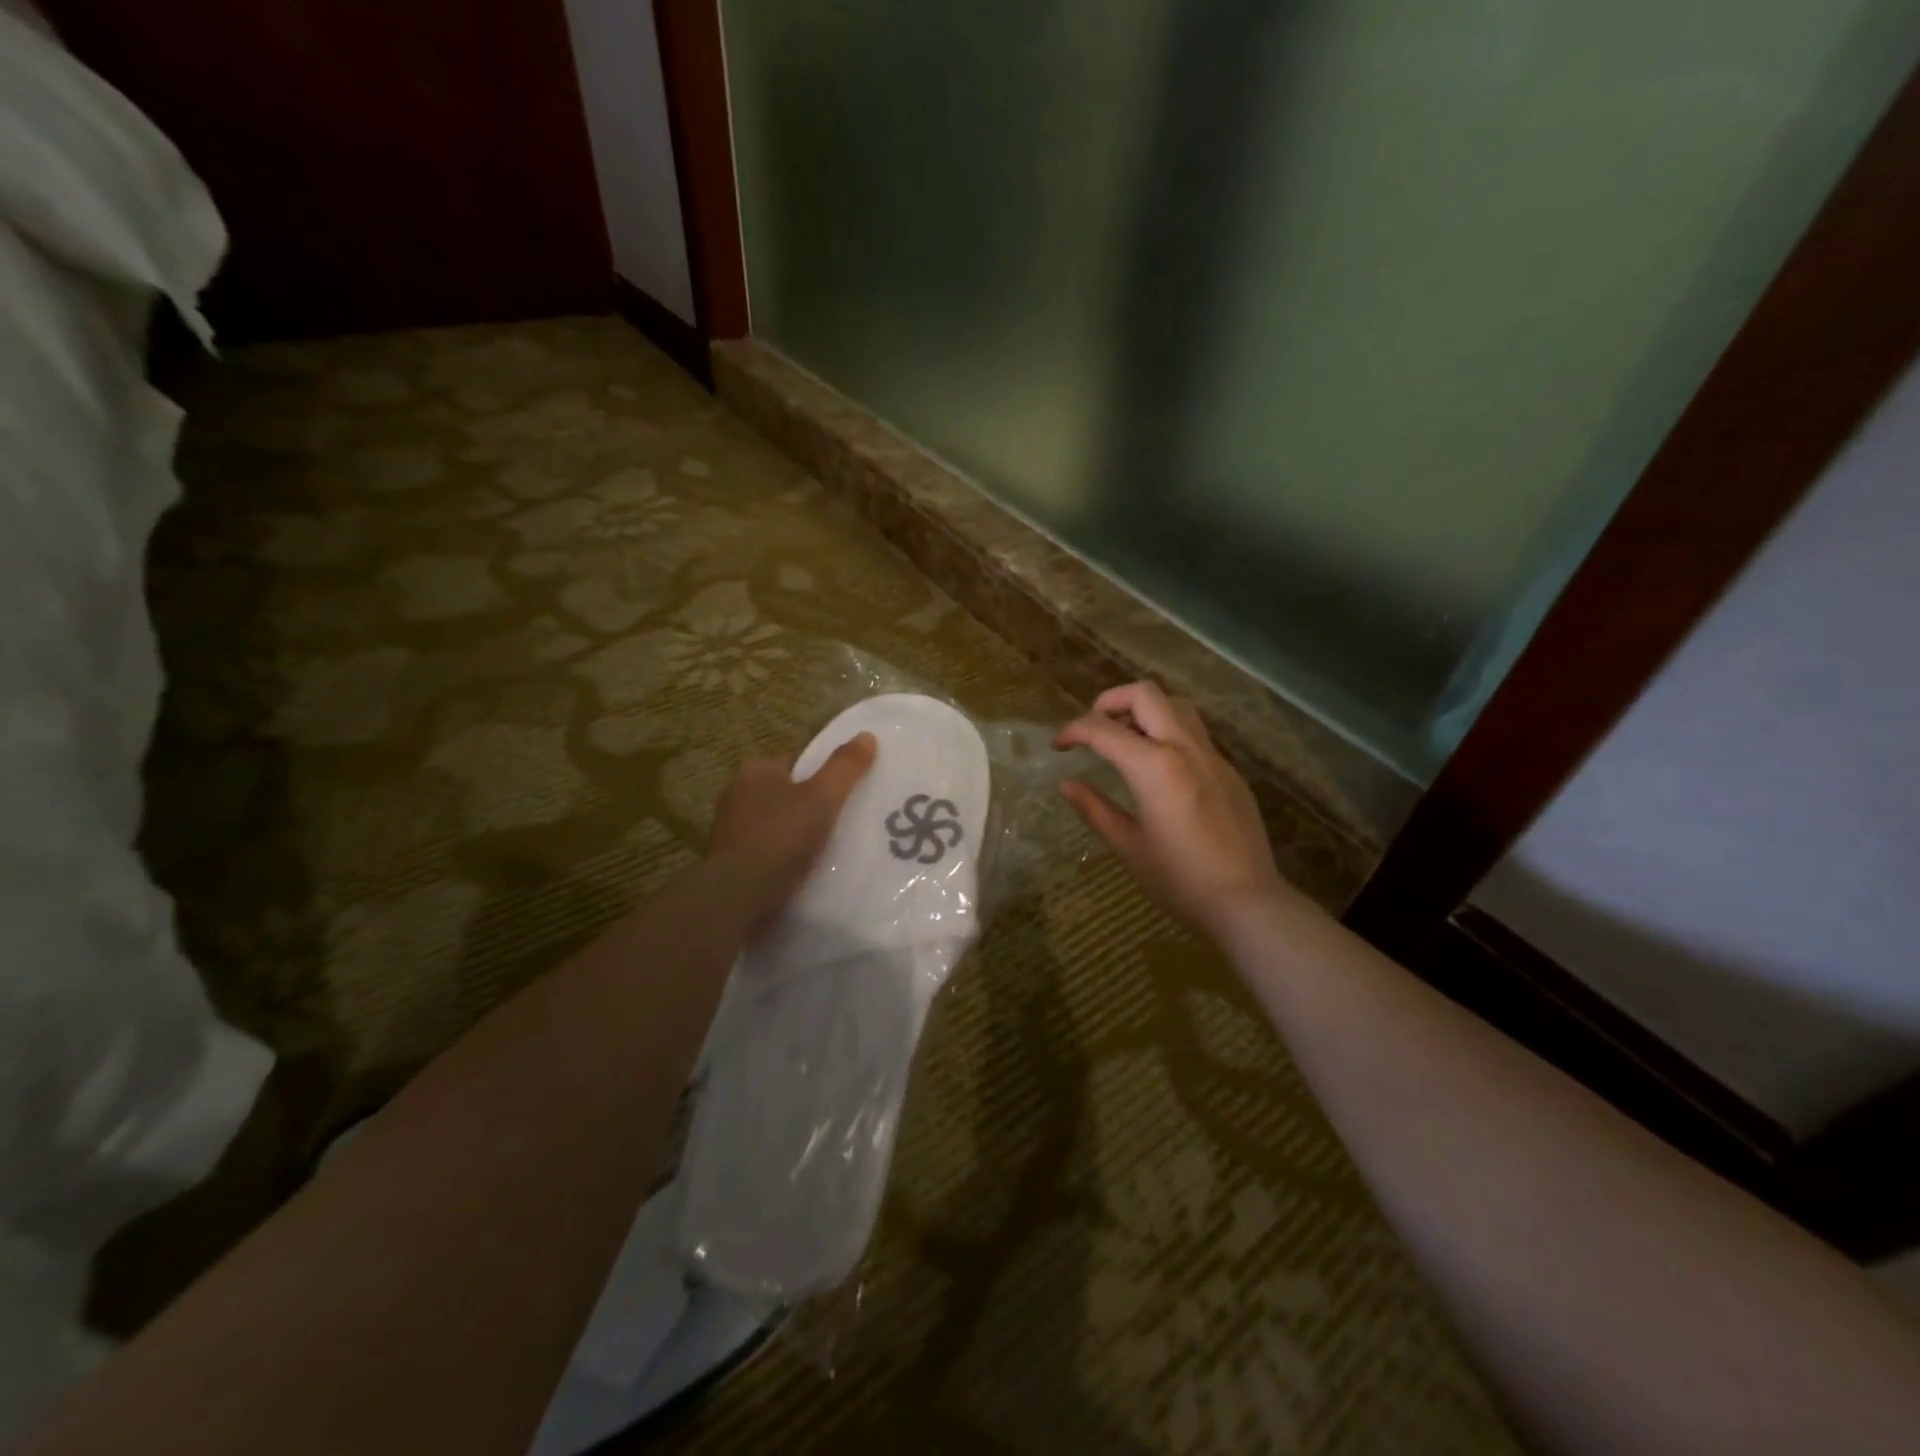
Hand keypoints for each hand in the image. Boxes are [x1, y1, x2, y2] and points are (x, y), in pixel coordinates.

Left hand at [707, 733, 877, 924]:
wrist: (740, 896)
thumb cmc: (781, 836)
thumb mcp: (822, 796)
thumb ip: (845, 767)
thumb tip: (867, 735)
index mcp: (755, 772)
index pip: (794, 761)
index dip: (821, 771)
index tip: (847, 787)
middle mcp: (738, 796)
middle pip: (787, 793)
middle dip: (811, 804)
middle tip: (846, 817)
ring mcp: (733, 832)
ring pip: (779, 825)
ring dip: (800, 834)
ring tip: (834, 846)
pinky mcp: (735, 864)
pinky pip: (771, 853)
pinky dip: (789, 858)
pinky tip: (811, 869)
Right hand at [1054, 683, 1290, 939]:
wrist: (1246, 900)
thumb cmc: (1179, 879)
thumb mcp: (1128, 845)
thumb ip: (1094, 808)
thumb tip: (1067, 784)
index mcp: (1153, 767)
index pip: (1102, 729)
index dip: (1072, 731)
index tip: (1058, 746)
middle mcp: (1184, 747)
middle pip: (1144, 694)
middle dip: (1110, 701)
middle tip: (1093, 729)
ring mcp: (1212, 756)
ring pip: (1175, 705)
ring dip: (1144, 710)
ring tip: (1125, 741)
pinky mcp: (1228, 770)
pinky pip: (1194, 733)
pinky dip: (1167, 732)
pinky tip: (1158, 768)